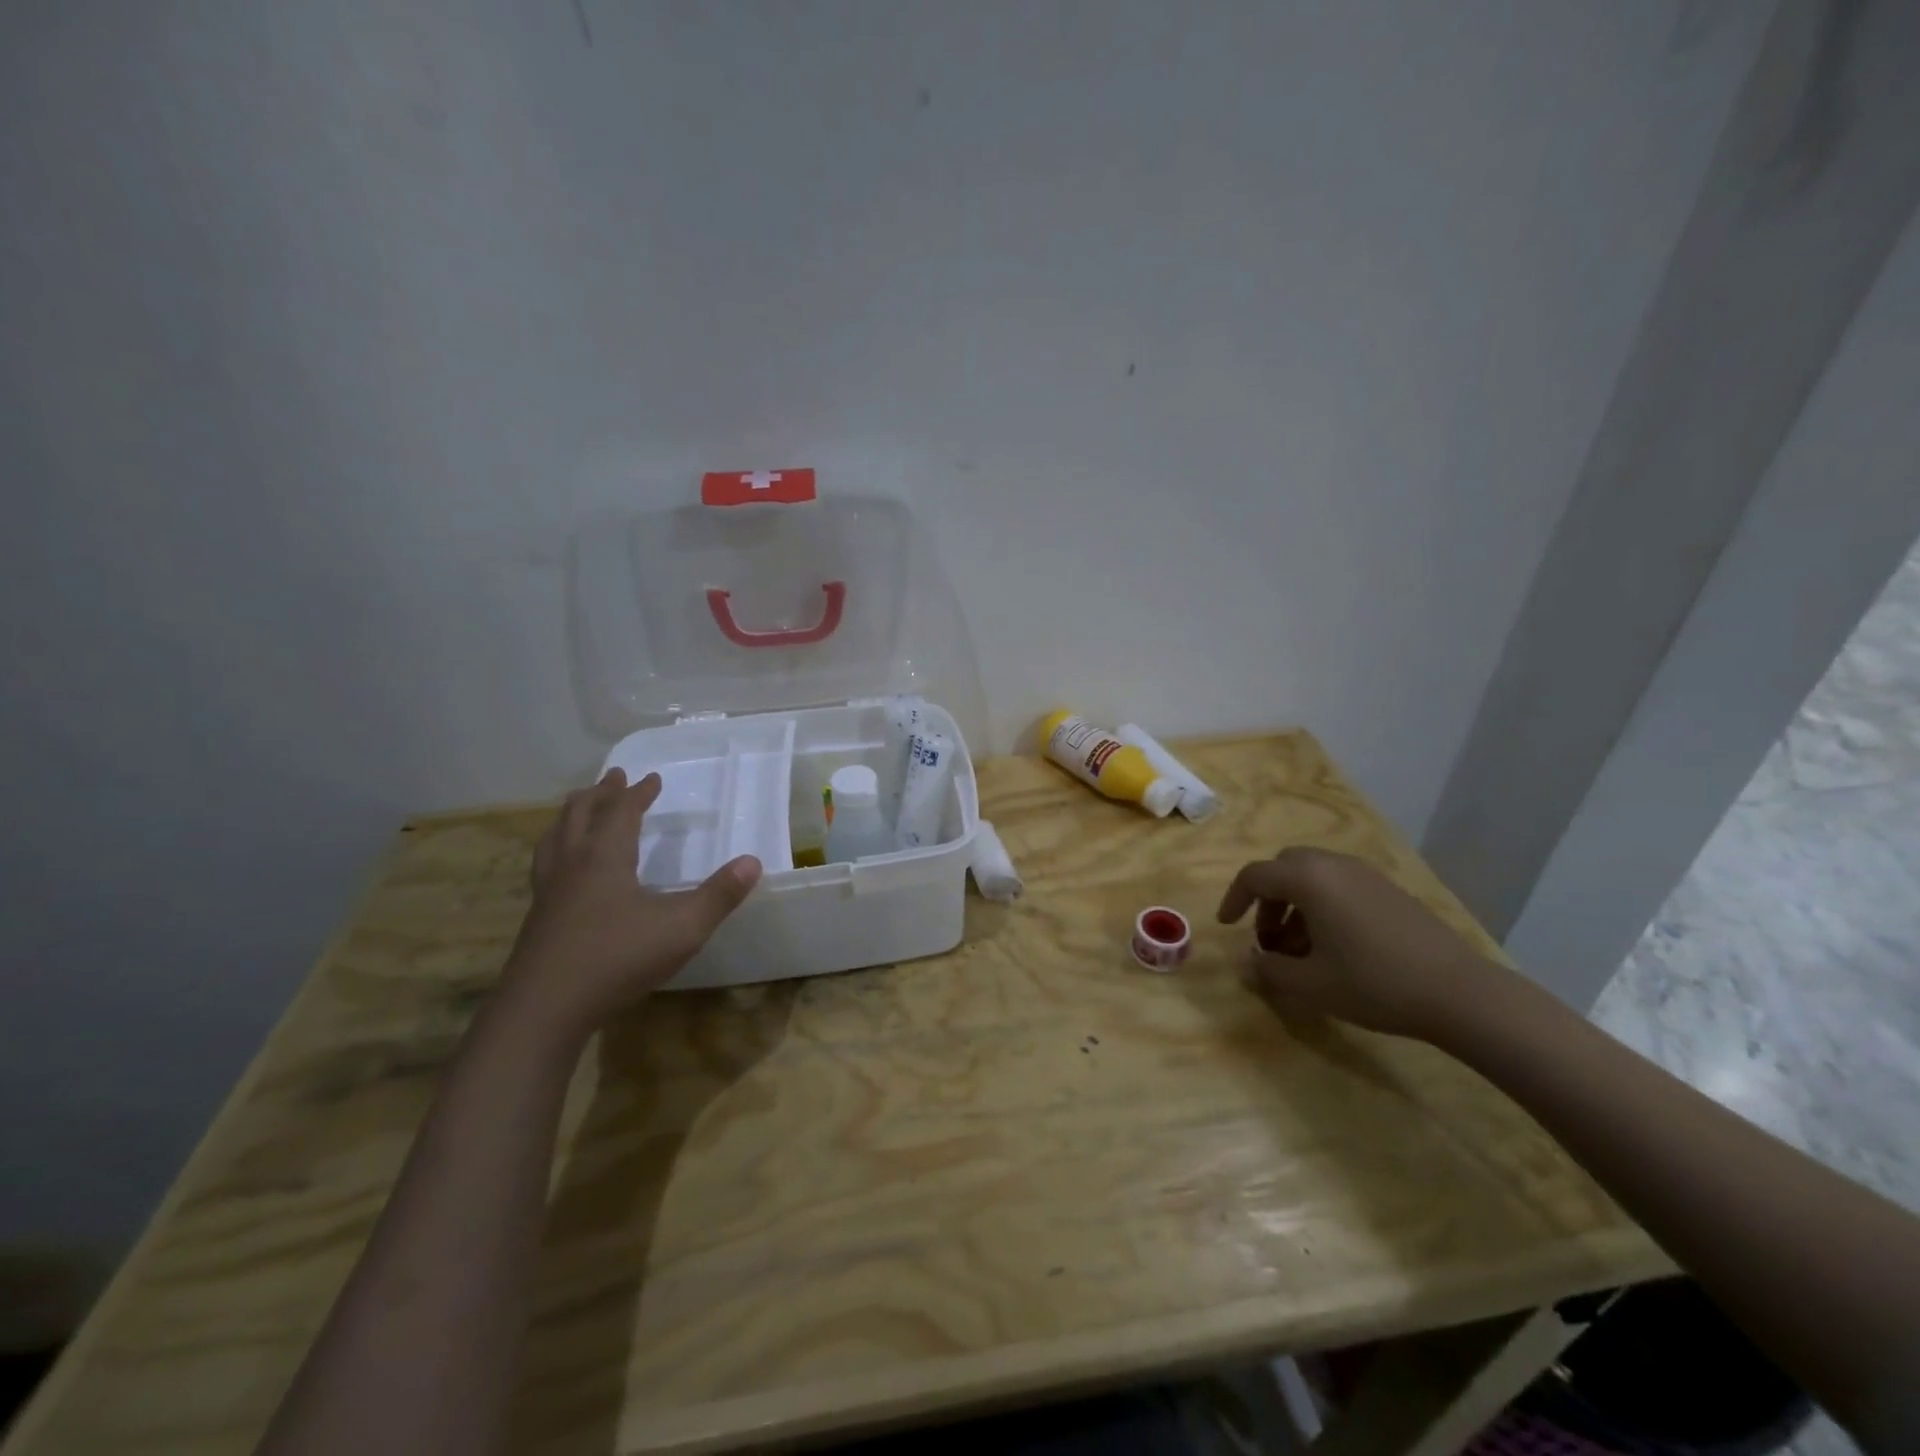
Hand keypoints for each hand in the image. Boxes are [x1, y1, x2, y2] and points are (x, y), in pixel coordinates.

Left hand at [499, 769, 761, 1039]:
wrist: (544, 1010)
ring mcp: (548, 893)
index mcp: (604, 857)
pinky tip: (564, 872)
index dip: (638, 794)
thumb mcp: (682, 928)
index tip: (652, 778)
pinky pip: (545, 867)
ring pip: (554, 839)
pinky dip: (556, 851)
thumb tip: (753, 862)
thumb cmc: (617, 959)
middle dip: (599, 794)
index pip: (622, 813)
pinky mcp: (537, 921)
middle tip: (612, 778)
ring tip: (579, 811)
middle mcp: (571, 865)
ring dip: (571, 817)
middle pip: (579, 815)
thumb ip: (719, 895)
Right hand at [1215, 847, 1503, 1041]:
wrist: (1460, 993)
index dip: (1234, 900)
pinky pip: (1341, 886)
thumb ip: (1268, 970)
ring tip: (1299, 949)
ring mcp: (1366, 875)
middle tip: (1267, 938)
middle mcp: (1334, 865)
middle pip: (1284, 868)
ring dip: (1295, 905)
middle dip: (1267, 900)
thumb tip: (1248, 962)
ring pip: (1314, 877)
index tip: (1227, 927)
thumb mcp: (1310, 985)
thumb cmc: (1374, 983)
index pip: (1254, 876)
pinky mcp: (1390, 891)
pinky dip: (1323, 906)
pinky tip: (1335, 947)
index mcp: (1308, 879)